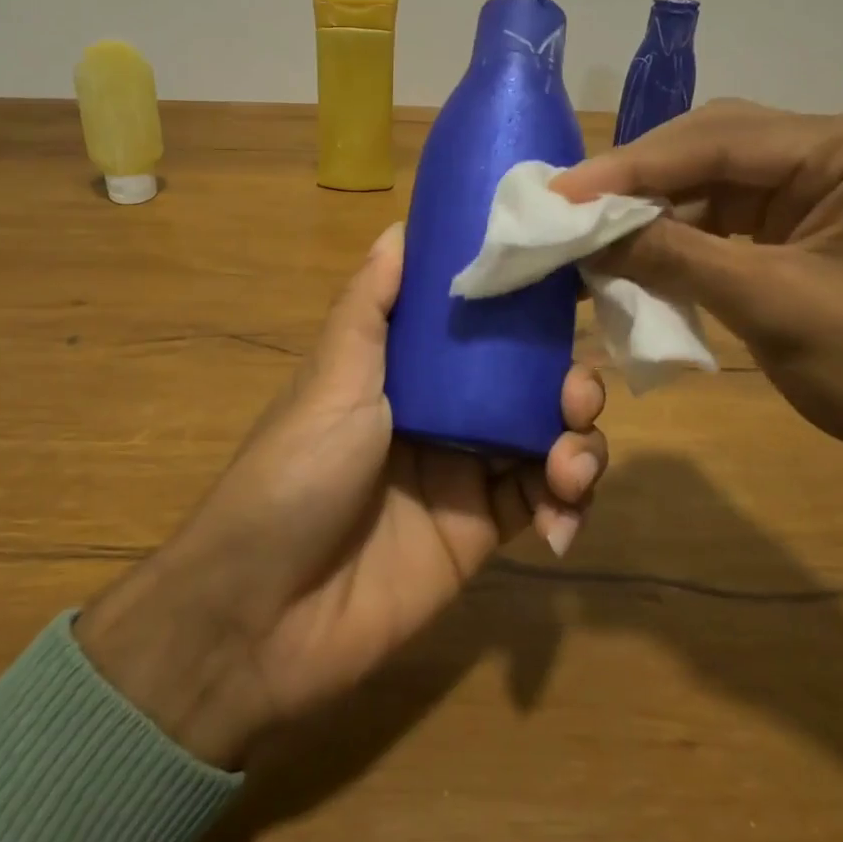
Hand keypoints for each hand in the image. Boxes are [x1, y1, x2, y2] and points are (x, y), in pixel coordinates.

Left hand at [78, 222, 607, 764]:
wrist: (263, 614)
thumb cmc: (294, 475)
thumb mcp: (332, 380)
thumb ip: (370, 307)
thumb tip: (400, 226)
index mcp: (405, 368)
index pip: (477, 323)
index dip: (523, 303)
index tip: (571, 281)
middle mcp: (442, 412)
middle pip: (526, 380)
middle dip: (566, 378)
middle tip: (577, 393)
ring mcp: (465, 472)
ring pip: (546, 436)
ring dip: (579, 439)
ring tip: (572, 461)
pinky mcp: (482, 532)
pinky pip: (544, 502)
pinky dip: (568, 501)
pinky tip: (562, 516)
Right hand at [555, 100, 842, 666]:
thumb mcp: (775, 307)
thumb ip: (675, 257)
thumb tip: (587, 233)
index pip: (720, 139)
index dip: (630, 167)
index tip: (559, 192)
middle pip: (718, 146)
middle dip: (640, 180)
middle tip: (570, 207)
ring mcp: (835, 186)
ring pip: (720, 180)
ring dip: (658, 208)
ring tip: (593, 231)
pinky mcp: (819, 224)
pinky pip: (736, 216)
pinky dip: (686, 235)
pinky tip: (641, 251)